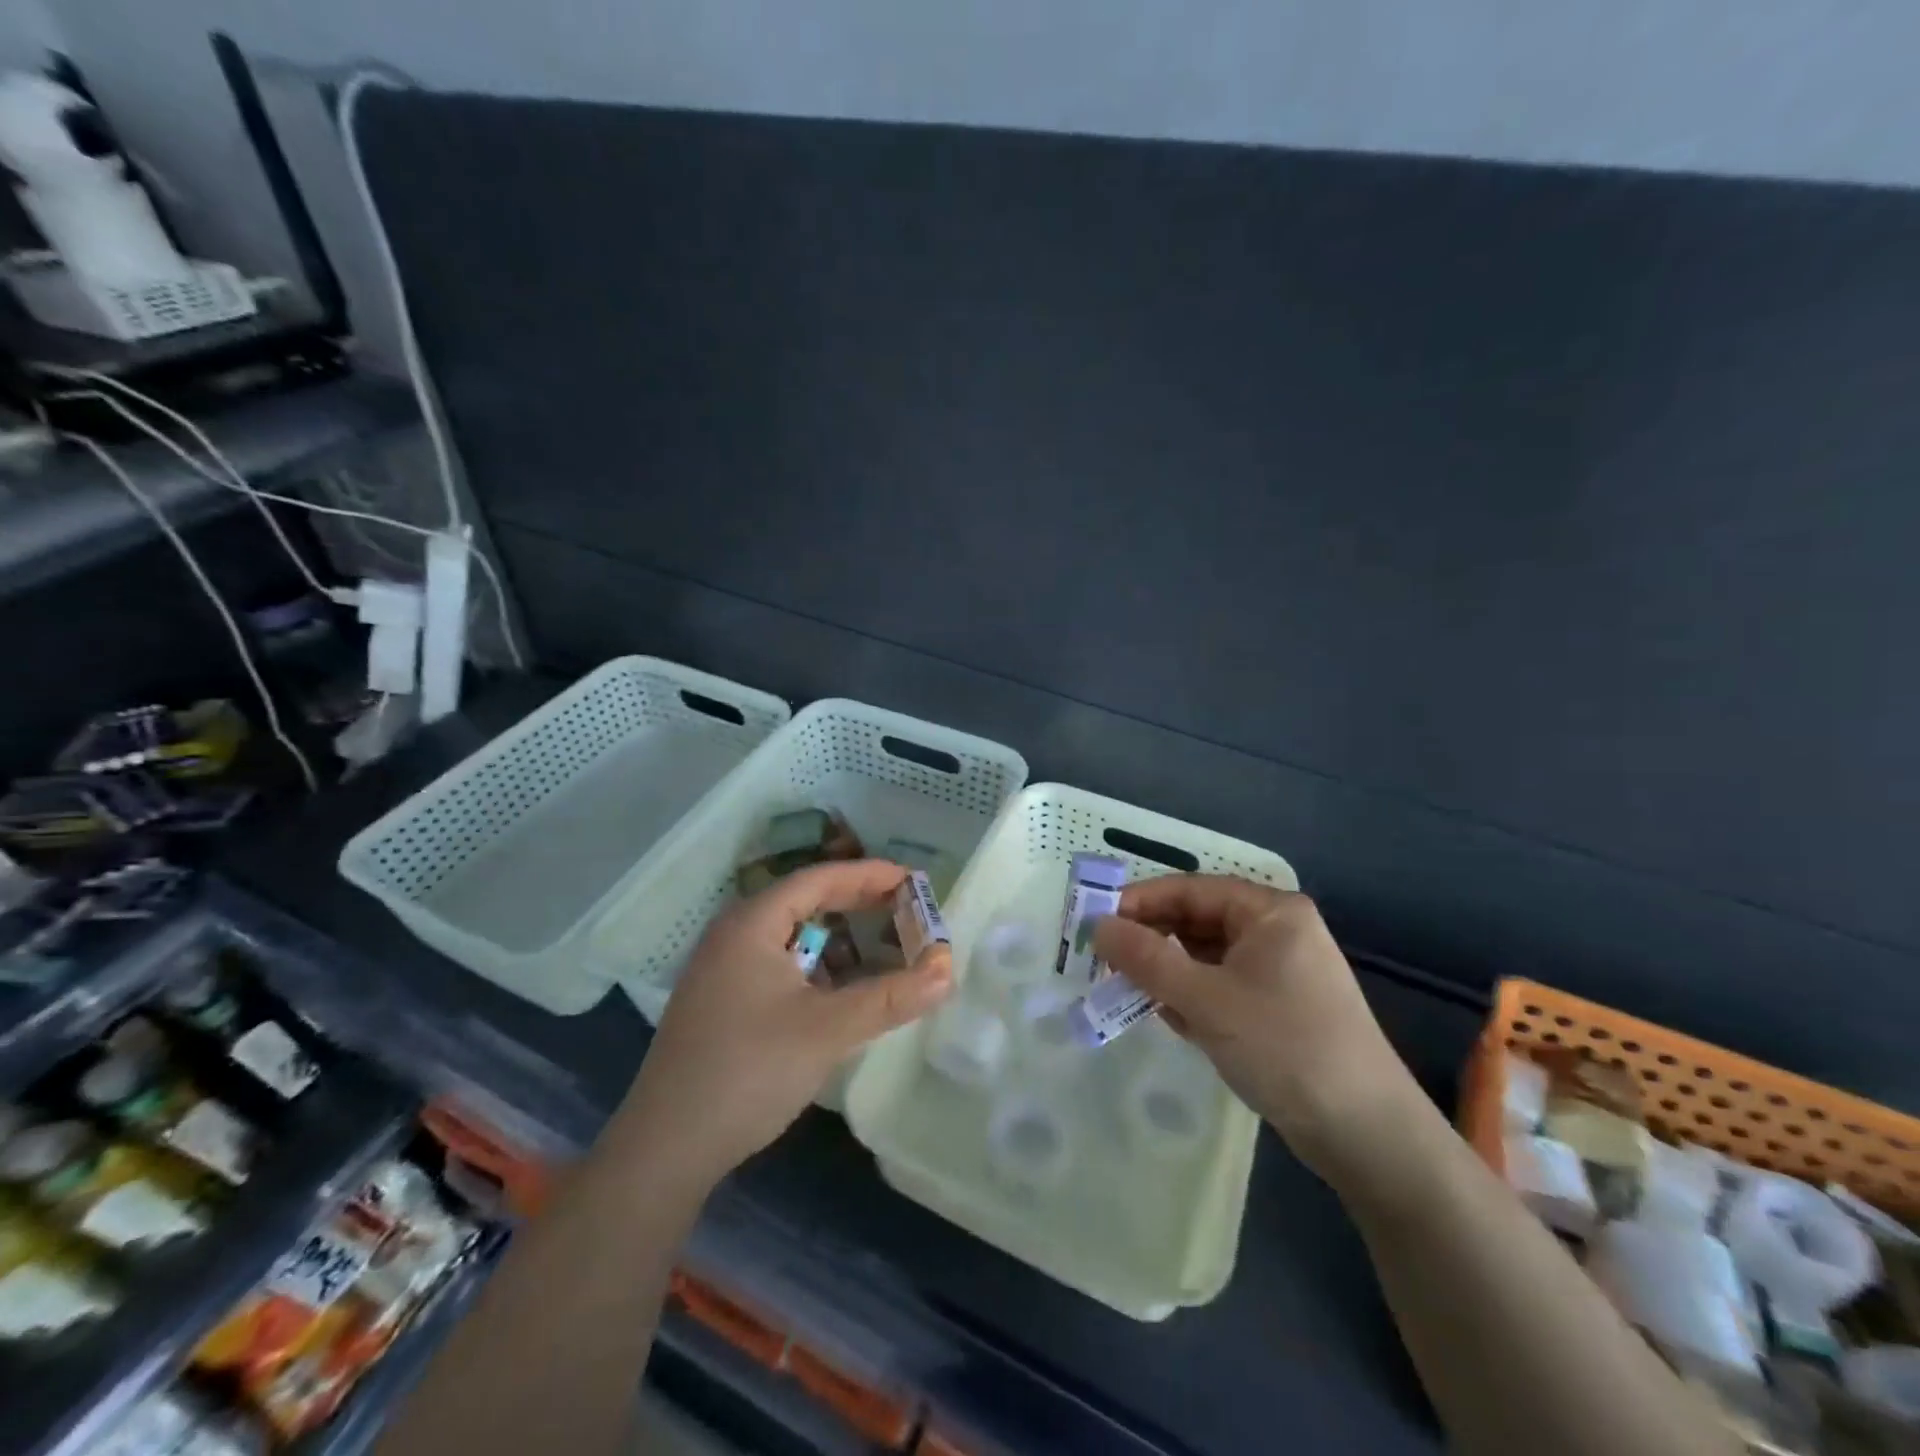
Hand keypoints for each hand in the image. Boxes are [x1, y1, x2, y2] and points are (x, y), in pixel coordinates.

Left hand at [619, 860, 952, 1189]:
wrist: (665, 1148)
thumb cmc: (749, 1071)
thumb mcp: (828, 1030)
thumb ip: (891, 997)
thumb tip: (947, 971)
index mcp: (751, 923)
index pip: (818, 878)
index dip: (869, 875)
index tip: (912, 882)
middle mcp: (733, 934)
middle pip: (804, 901)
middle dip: (857, 903)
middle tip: (905, 909)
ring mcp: (722, 969)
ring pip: (792, 935)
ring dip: (838, 937)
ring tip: (881, 944)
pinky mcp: (722, 1000)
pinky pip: (779, 963)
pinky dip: (817, 965)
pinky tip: (840, 989)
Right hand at [1093, 876, 1422, 1180]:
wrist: (1367, 1135)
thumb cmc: (1284, 1047)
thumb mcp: (1205, 999)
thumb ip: (1146, 959)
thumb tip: (1097, 926)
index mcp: (1270, 913)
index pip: (1190, 889)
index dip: (1140, 901)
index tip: (1095, 922)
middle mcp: (1276, 933)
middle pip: (1197, 921)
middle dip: (1151, 939)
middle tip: (1103, 960)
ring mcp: (1279, 973)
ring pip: (1205, 957)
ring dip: (1166, 971)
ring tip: (1125, 989)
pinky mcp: (1277, 1010)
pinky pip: (1220, 987)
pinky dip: (1189, 996)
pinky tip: (1164, 1016)